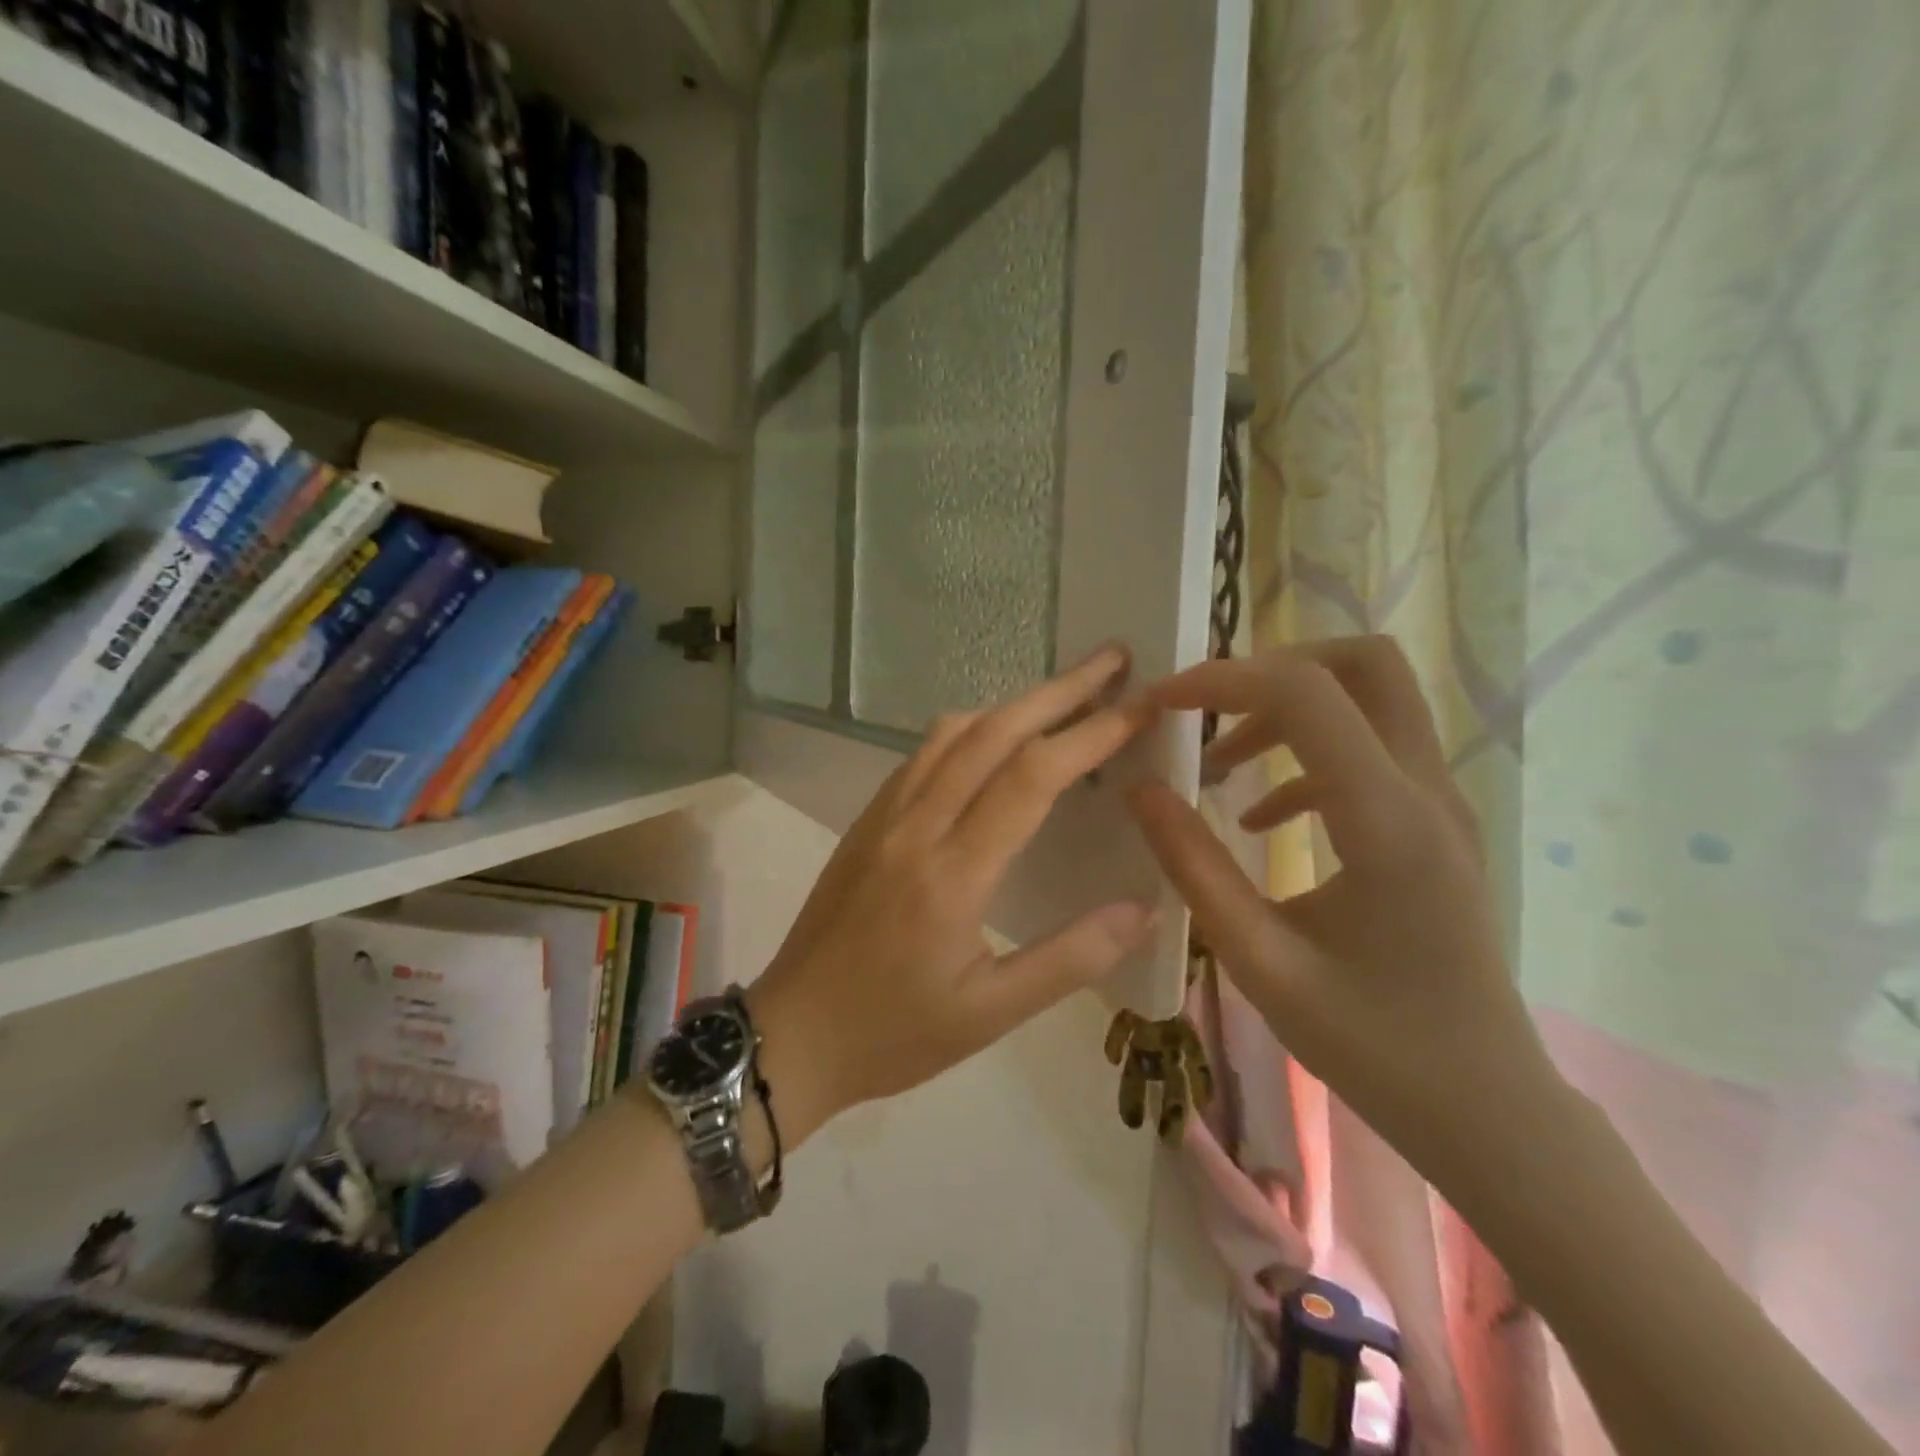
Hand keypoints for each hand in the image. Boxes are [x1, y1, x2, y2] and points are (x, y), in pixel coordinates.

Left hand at [748, 646, 1159, 1140]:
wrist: (791, 1034)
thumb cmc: (894, 1034)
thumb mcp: (990, 1014)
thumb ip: (1070, 959)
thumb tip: (1144, 910)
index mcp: (952, 874)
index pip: (1032, 777)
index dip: (1091, 734)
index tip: (1140, 705)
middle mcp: (915, 826)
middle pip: (993, 733)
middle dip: (1059, 691)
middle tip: (1112, 661)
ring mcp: (883, 817)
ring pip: (952, 734)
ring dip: (1012, 704)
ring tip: (1063, 694)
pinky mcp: (865, 822)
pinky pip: (922, 755)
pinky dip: (970, 730)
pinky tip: (992, 740)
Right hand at [1126, 637, 1562, 1193]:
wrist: (1487, 1108)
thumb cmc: (1372, 1046)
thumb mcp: (1260, 961)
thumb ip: (1195, 867)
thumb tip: (1142, 790)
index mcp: (1387, 823)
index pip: (1306, 696)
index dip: (1223, 679)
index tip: (1159, 701)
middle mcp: (1426, 792)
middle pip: (1365, 663)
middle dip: (1272, 667)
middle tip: (1205, 708)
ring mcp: (1441, 804)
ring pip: (1371, 699)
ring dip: (1286, 709)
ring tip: (1217, 762)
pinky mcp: (1435, 824)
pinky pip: (1371, 750)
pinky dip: (1308, 754)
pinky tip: (1261, 815)